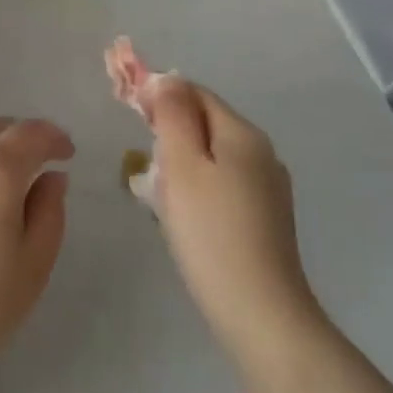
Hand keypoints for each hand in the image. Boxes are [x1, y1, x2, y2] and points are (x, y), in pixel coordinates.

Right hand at [149, 79, 322, 363]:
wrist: (261, 315)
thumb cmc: (211, 233)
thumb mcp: (181, 165)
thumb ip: (171, 115)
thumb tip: (166, 77)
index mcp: (243, 133)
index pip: (194, 92)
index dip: (159, 93)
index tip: (125, 105)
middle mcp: (261, 153)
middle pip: (205, 122)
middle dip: (167, 130)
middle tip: (138, 158)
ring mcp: (267, 188)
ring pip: (211, 155)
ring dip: (178, 161)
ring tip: (152, 190)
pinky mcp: (264, 219)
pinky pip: (221, 184)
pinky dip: (195, 187)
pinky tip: (179, 214)